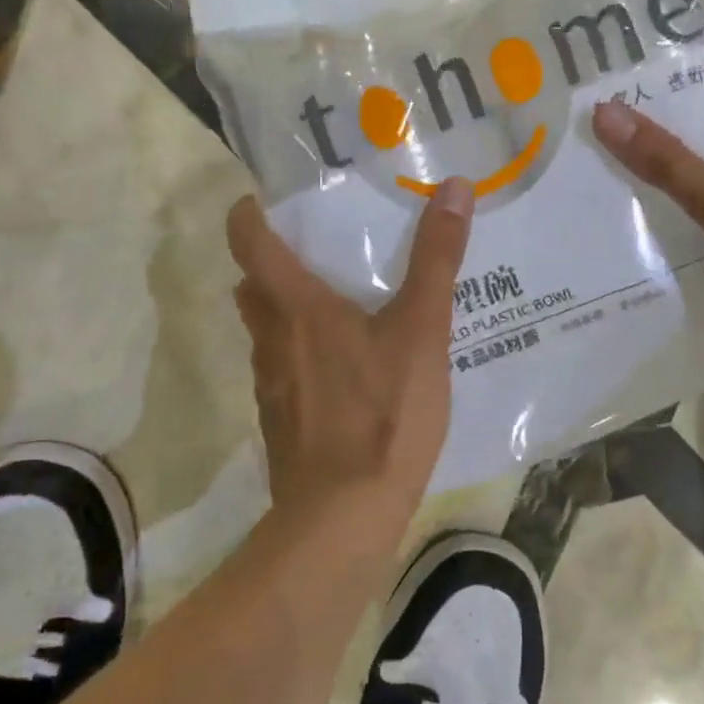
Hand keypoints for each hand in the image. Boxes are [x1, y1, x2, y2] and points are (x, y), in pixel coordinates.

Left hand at [228, 179, 474, 523]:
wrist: (343, 515)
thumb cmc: (383, 414)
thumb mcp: (421, 331)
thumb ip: (436, 260)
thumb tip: (454, 187)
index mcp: (297, 308)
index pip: (249, 242)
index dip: (249, 215)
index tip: (266, 201)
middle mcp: (271, 340)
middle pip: (253, 287)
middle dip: (273, 265)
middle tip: (317, 253)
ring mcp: (270, 386)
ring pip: (266, 333)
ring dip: (288, 313)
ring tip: (339, 310)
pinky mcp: (280, 423)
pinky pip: (283, 373)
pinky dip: (302, 359)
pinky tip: (346, 375)